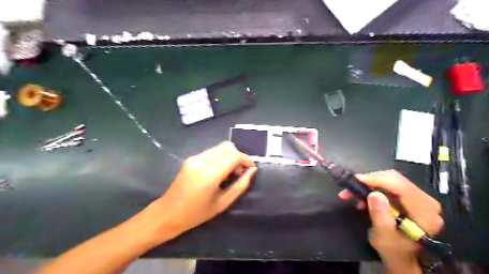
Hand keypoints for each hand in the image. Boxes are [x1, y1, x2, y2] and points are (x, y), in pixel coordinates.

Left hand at [152, 143, 256, 242]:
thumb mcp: (223, 203)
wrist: (168, 213)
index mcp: (209, 175)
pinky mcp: (191, 158)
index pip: (233, 156)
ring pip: (220, 147)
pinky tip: (220, 171)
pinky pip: (212, 151)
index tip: (251, 169)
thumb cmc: (196, 214)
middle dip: (239, 156)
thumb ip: (240, 185)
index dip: (246, 159)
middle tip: (240, 172)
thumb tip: (252, 170)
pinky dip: (221, 157)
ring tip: (230, 173)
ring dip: (230, 156)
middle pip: (227, 147)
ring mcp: (194, 158)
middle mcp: (201, 162)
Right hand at [339, 169, 446, 260]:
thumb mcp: (384, 237)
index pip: (402, 187)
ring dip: (369, 184)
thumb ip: (380, 216)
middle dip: (370, 180)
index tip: (357, 180)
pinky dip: (373, 187)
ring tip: (352, 193)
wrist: (402, 257)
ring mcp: (418, 198)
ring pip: (391, 180)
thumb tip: (374, 194)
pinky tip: (363, 196)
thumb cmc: (394, 250)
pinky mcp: (409, 197)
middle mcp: (426, 201)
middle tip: (351, 186)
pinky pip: (390, 185)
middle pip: (396, 180)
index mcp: (425, 213)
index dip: (378, 180)